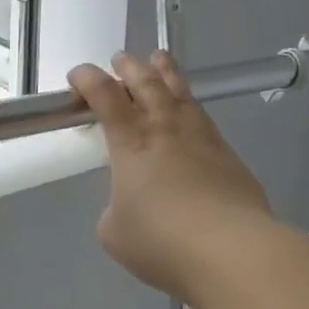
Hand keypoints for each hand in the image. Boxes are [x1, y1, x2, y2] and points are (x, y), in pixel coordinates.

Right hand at [69, 52, 273, 306]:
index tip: (78, 75)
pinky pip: (204, 119)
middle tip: (121, 59)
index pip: (106, 97)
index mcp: (131, 143)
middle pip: (147, 84)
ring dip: (167, 73)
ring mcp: (202, 139)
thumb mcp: (115, 231)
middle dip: (130, 68)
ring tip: (160, 59)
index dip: (88, 80)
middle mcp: (166, 130)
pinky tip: (191, 114)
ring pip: (181, 93)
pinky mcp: (229, 156)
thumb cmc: (161, 240)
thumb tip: (130, 204)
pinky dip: (190, 107)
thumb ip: (116, 208)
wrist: (230, 249)